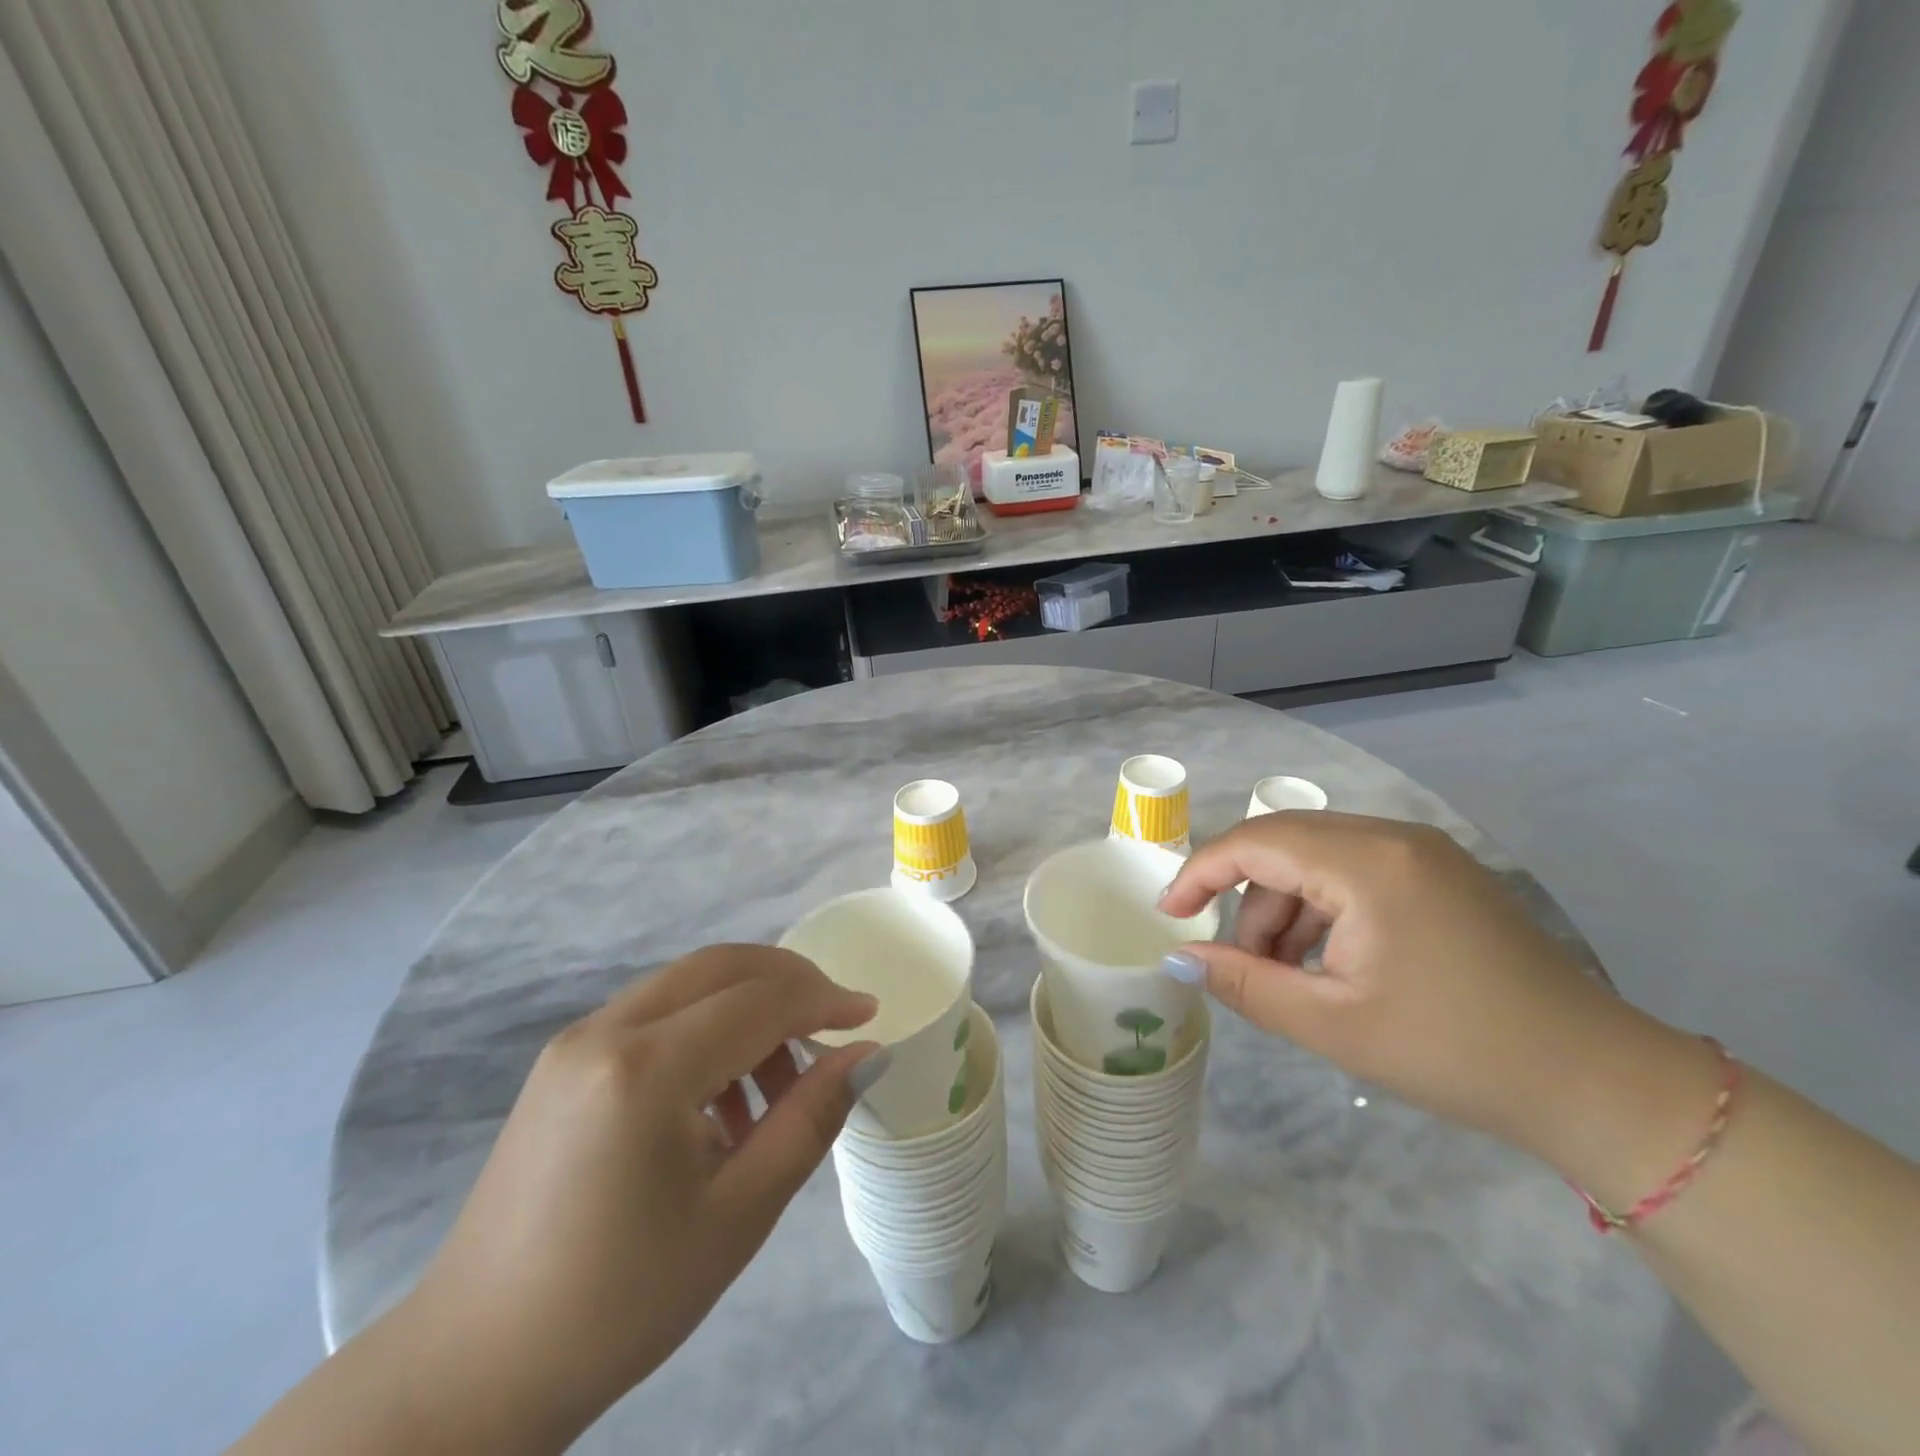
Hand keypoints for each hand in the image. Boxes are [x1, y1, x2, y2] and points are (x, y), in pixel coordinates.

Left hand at [399, 944, 882, 1445]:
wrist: (474, 1368)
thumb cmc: (622, 1300)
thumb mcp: (738, 1214)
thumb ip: (810, 1119)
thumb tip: (869, 1056)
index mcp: (646, 1068)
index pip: (759, 1001)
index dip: (823, 1000)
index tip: (869, 1017)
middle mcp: (606, 1030)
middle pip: (722, 966)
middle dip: (789, 982)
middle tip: (833, 1026)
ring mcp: (576, 1040)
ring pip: (688, 983)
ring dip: (747, 1007)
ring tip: (777, 1088)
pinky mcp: (563, 1061)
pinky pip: (655, 1014)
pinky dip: (706, 1028)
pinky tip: (720, 1099)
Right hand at [1159, 813, 1655, 1154]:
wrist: (1596, 1083)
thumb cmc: (1453, 1051)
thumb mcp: (1331, 1022)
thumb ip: (1243, 982)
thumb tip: (1179, 958)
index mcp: (1367, 862)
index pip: (1255, 842)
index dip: (1200, 873)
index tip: (1168, 915)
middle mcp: (1392, 836)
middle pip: (1283, 845)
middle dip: (1246, 900)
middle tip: (1236, 962)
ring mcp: (1422, 852)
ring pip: (1316, 859)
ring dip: (1285, 909)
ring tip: (1288, 977)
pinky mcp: (1440, 873)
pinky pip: (1354, 872)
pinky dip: (1323, 910)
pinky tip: (1331, 964)